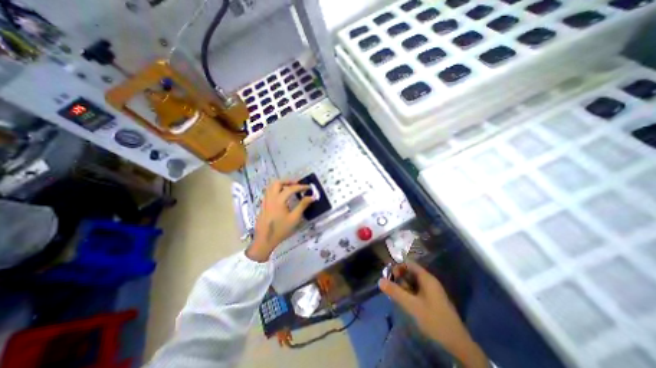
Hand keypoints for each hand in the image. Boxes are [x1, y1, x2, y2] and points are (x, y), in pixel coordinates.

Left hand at [247, 180, 316, 261]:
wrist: (265, 240)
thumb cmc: (281, 230)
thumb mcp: (294, 218)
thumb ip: (303, 205)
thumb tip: (312, 197)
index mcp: (279, 200)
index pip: (290, 189)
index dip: (300, 186)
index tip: (308, 187)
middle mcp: (270, 198)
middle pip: (277, 183)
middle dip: (288, 181)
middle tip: (297, 184)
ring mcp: (265, 201)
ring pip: (271, 186)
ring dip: (281, 184)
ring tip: (290, 188)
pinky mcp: (263, 205)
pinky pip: (269, 192)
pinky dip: (276, 190)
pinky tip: (282, 197)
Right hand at [380, 262, 485, 367]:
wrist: (457, 345)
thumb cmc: (434, 320)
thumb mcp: (411, 305)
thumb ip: (395, 292)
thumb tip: (380, 280)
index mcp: (427, 278)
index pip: (409, 264)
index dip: (398, 267)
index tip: (389, 276)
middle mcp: (430, 281)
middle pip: (410, 272)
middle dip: (400, 278)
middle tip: (392, 288)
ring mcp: (432, 291)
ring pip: (413, 282)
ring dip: (404, 287)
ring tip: (397, 296)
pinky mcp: (432, 300)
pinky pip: (417, 290)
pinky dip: (409, 293)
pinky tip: (406, 302)